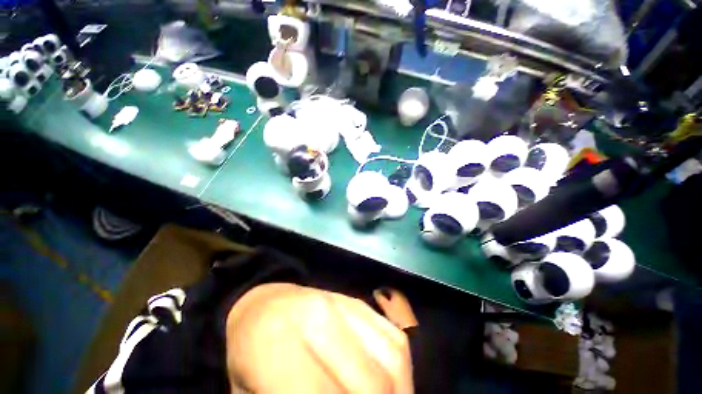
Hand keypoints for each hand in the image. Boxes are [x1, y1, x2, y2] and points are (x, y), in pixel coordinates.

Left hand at [225, 283, 413, 393]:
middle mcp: (320, 317)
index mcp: (279, 342)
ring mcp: (345, 303)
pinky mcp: (360, 302)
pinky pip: (395, 340)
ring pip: (392, 360)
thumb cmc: (249, 353)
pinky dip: (401, 373)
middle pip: (371, 385)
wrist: (265, 302)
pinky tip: (391, 388)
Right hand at [373, 287, 417, 329]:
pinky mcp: (407, 311)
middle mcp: (402, 296)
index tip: (375, 294)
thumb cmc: (396, 315)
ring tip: (381, 306)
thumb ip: (380, 298)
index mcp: (397, 293)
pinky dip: (392, 306)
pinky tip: (388, 312)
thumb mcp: (386, 306)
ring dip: (388, 302)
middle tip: (377, 300)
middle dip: (384, 296)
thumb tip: (375, 292)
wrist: (409, 329)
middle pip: (391, 294)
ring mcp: (405, 303)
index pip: (387, 288)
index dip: (381, 290)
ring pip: (394, 300)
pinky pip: (397, 305)